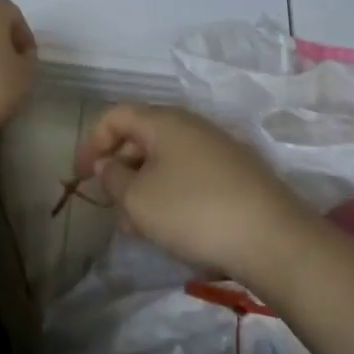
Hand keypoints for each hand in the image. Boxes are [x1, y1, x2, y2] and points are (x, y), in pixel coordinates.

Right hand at [76, 104, 313, 280]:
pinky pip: (189, 176)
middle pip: (141, 137)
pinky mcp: (236, 175)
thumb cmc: (192, 211)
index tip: (80, 177)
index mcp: (164, 121)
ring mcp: (218, 149)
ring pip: (166, 162)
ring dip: (143, 189)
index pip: (116, 115)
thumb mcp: (138, 198)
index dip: (91, 142)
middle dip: (119, 170)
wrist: (272, 238)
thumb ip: (112, 177)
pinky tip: (170, 229)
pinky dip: (170, 196)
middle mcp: (191, 126)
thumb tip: (107, 163)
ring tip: (137, 228)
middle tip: (110, 206)